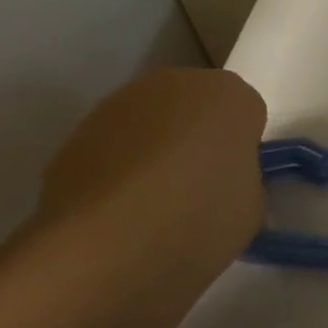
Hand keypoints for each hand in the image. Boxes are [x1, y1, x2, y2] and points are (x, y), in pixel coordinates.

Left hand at [38, 67, 267, 274]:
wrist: (102, 245)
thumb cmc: (197, 219)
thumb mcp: (249, 208)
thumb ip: (243, 180)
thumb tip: (223, 181)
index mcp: (230, 94)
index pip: (247, 114)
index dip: (242, 148)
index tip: (234, 180)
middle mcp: (176, 83)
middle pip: (197, 108)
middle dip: (198, 139)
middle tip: (197, 189)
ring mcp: (121, 103)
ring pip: (153, 124)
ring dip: (156, 150)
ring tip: (151, 205)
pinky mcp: (78, 131)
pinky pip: (115, 146)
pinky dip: (119, 169)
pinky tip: (117, 210)